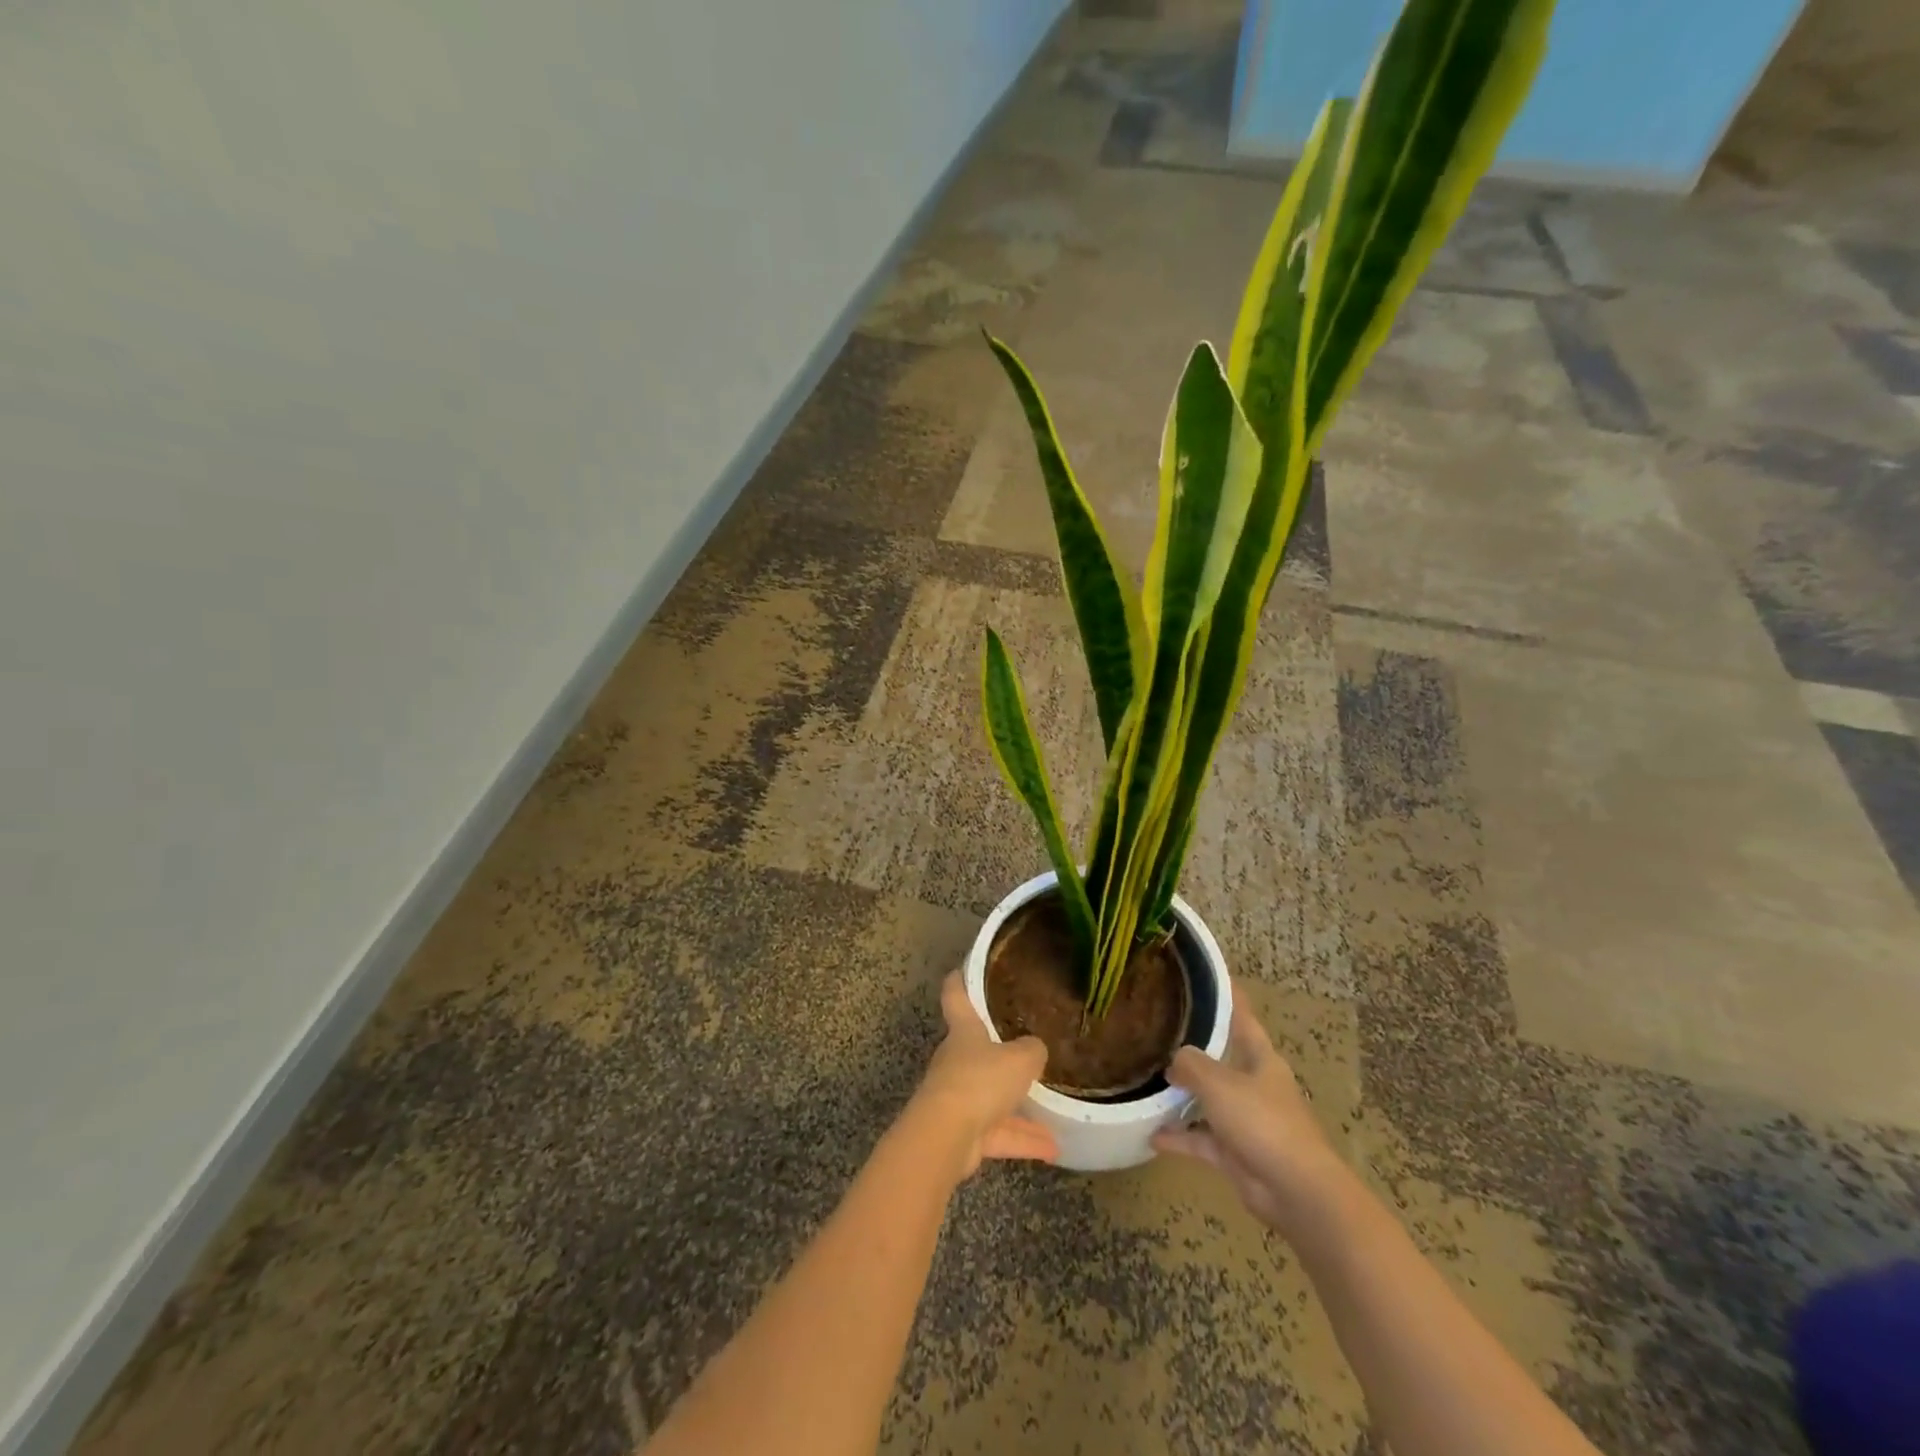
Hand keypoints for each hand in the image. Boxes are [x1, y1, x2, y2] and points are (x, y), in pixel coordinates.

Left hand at [905, 972, 1058, 1176]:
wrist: (945, 1136)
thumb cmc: (979, 1081)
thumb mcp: (1019, 1059)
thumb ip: (1031, 1051)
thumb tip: (1035, 1049)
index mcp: (964, 1032)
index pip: (956, 998)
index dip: (958, 982)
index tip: (959, 970)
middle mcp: (957, 1061)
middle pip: (977, 1051)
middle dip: (998, 1054)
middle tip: (1024, 1052)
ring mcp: (958, 1098)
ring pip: (993, 1099)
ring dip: (1021, 1110)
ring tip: (1054, 1119)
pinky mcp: (963, 1133)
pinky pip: (998, 1132)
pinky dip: (1022, 1139)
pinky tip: (1053, 1149)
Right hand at [1150, 998, 1353, 1235]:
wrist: (1295, 1190)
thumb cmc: (1262, 1122)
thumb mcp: (1219, 1082)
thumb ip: (1191, 1064)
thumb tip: (1174, 1061)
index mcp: (1260, 1059)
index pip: (1242, 1018)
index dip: (1228, 997)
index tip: (1211, 976)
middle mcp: (1254, 1085)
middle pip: (1222, 1060)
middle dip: (1194, 1050)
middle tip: (1159, 1031)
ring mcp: (1247, 1121)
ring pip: (1209, 1101)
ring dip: (1182, 1097)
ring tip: (1147, 1083)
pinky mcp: (1237, 1154)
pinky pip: (1202, 1139)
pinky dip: (1180, 1137)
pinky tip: (1151, 1134)